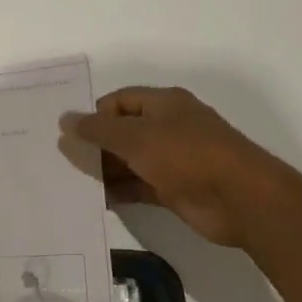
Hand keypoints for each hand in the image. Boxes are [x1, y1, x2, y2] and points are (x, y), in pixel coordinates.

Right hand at [65, 86, 285, 248]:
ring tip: (72, 183)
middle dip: (95, 145)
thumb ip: (98, 130)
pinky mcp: (174, 189)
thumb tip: (65, 119)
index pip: (119, 101)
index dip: (94, 114)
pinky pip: (139, 186)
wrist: (240, 199)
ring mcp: (172, 160)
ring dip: (105, 171)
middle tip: (62, 161)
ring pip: (129, 161)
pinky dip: (119, 192)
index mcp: (163, 104)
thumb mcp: (136, 138)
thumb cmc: (187, 156)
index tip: (69, 135)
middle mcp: (168, 127)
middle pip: (123, 132)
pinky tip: (96, 200)